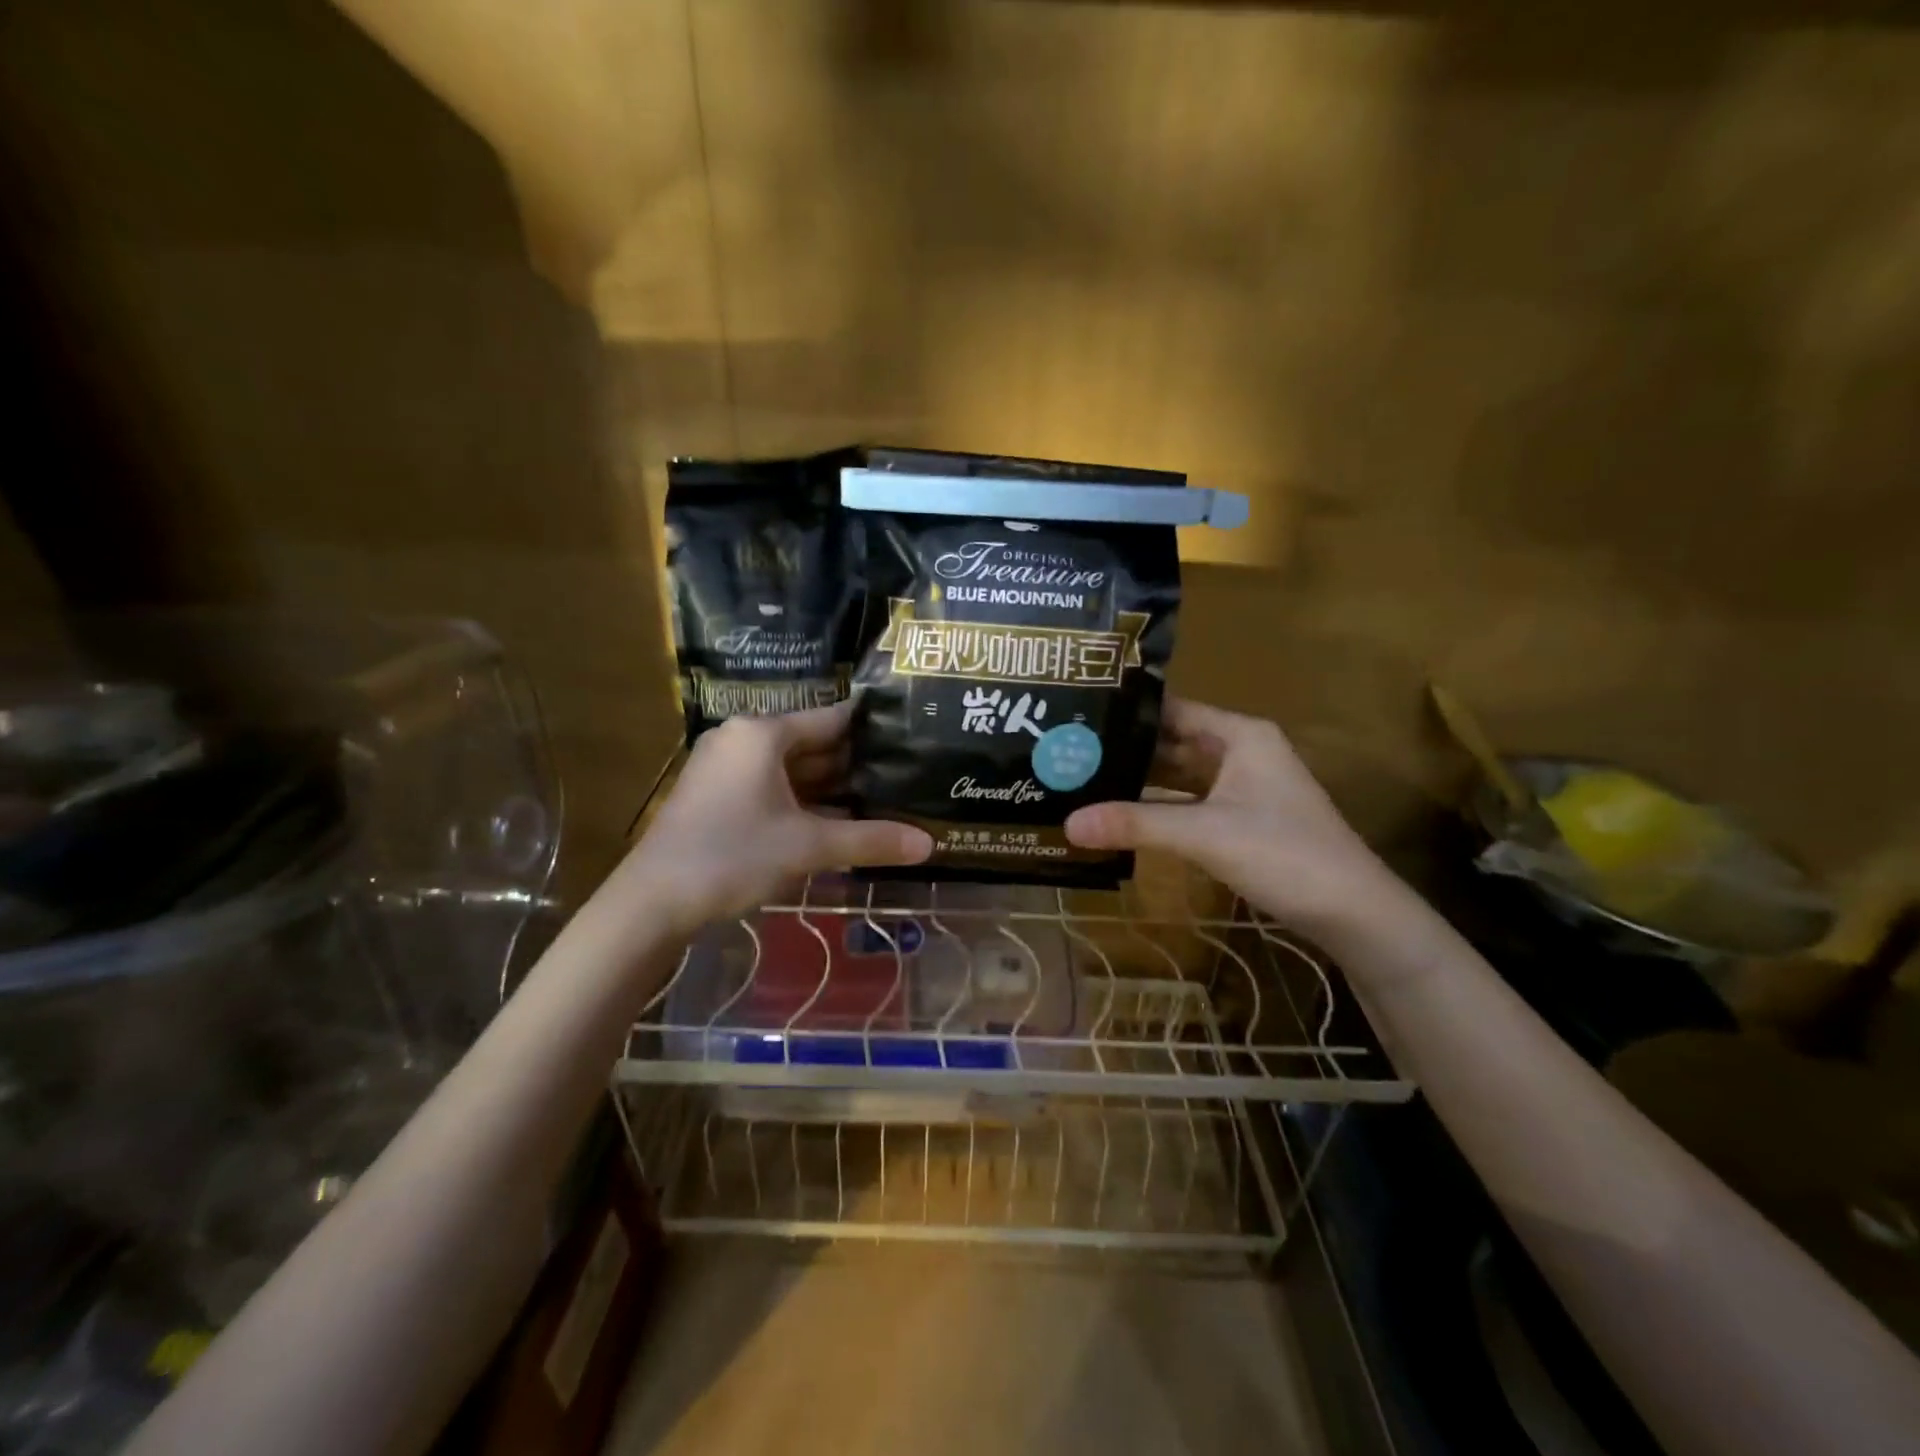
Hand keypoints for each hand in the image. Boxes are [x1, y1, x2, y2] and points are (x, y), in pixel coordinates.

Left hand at [624, 702, 931, 934]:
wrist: (652, 902)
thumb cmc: (733, 856)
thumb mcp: (808, 847)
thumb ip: (870, 840)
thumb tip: (929, 844)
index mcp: (762, 734)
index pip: (830, 719)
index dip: (870, 728)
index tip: (908, 735)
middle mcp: (741, 740)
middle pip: (810, 744)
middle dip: (853, 763)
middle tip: (902, 773)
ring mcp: (724, 768)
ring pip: (790, 769)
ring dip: (829, 787)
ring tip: (879, 797)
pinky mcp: (715, 796)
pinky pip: (770, 787)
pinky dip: (802, 801)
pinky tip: (835, 820)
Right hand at [1065, 697, 1389, 927]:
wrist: (1352, 912)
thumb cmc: (1283, 853)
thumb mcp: (1204, 834)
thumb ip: (1135, 824)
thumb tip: (1067, 824)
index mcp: (1240, 735)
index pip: (1172, 710)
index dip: (1128, 713)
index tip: (1078, 716)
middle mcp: (1241, 752)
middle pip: (1173, 743)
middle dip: (1127, 749)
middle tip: (1069, 752)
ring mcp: (1243, 787)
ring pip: (1180, 776)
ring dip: (1141, 781)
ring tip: (1084, 780)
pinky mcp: (1242, 819)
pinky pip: (1190, 803)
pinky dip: (1160, 808)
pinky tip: (1123, 815)